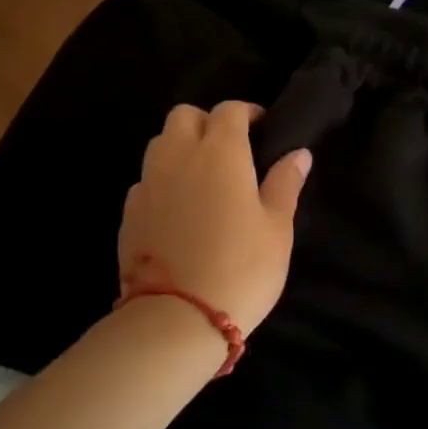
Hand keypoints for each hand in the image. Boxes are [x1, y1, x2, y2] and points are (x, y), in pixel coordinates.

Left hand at [119, 102, 311, 334]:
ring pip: (160, 143)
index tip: (262, 128)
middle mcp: (178, 156)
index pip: (229, 110)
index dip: (247, 113)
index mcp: (220, 152)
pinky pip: (146, 179)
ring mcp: (148, 182)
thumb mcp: (277, 228)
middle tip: (229, 150)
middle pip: (185, 115)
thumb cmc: (241, 268)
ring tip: (202, 177)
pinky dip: (163, 181)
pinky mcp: (129, 211)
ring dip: (181, 147)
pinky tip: (179, 209)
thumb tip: (298, 153)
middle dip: (207, 122)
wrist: (177, 318)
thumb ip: (285, 183)